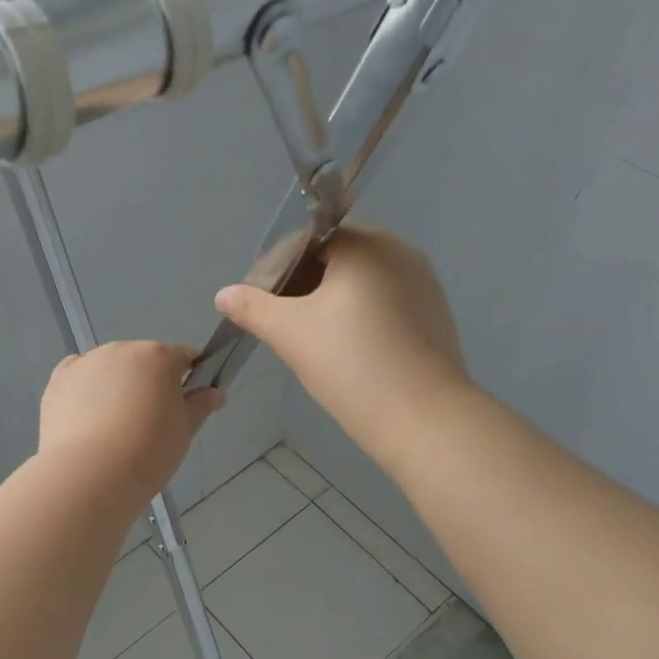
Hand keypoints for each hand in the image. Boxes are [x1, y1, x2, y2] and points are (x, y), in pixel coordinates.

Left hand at [39, 342, 223, 511]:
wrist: (89, 474)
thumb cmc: (148, 451)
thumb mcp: (184, 431)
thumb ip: (200, 405)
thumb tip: (215, 392)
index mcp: (159, 356)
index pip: (184, 357)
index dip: (191, 377)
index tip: (188, 404)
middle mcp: (121, 350)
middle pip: (144, 361)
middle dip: (150, 383)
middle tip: (151, 423)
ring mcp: (86, 362)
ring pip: (111, 369)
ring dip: (118, 386)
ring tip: (116, 428)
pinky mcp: (58, 381)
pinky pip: (80, 377)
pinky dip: (87, 390)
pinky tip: (89, 418)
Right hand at [215, 226, 470, 455]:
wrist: (423, 419)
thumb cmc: (351, 365)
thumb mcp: (290, 334)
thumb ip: (253, 308)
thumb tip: (223, 294)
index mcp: (366, 245)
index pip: (310, 239)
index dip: (278, 267)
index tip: (260, 301)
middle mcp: (401, 252)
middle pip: (338, 259)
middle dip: (304, 285)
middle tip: (280, 323)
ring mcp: (424, 285)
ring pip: (363, 284)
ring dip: (332, 303)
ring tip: (310, 339)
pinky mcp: (435, 316)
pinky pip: (386, 305)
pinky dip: (361, 319)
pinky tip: (348, 352)